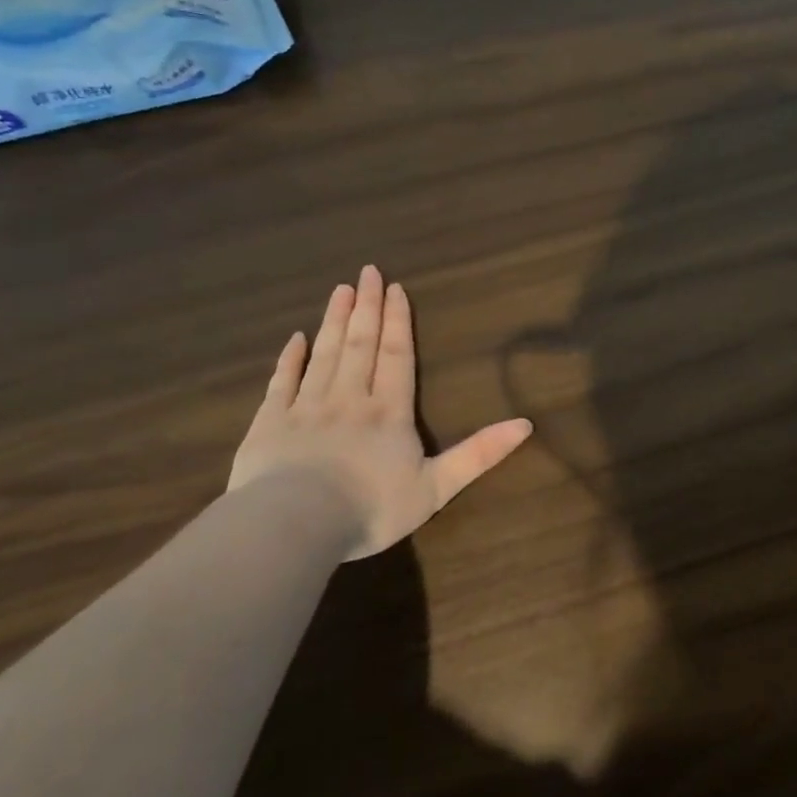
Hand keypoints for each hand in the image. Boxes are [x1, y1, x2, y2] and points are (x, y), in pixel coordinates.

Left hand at [228, 265, 532, 558]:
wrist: (295, 524)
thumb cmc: (371, 508)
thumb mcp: (437, 487)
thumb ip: (479, 454)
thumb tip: (526, 424)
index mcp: (389, 412)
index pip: (396, 356)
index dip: (398, 322)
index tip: (395, 288)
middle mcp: (349, 398)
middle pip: (360, 344)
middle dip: (367, 307)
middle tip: (367, 272)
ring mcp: (306, 407)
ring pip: (324, 354)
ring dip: (334, 321)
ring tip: (340, 290)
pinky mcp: (270, 423)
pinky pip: (282, 382)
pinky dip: (289, 359)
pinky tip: (295, 339)